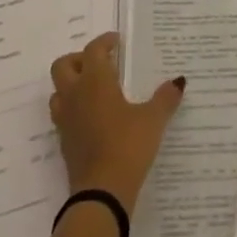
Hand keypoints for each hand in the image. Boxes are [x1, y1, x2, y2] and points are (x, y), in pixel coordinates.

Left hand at [49, 33, 184, 215]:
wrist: (101, 194)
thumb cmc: (127, 146)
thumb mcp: (153, 120)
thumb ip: (165, 98)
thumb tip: (179, 81)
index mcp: (95, 81)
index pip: (93, 50)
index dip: (104, 42)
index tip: (117, 42)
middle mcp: (75, 95)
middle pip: (63, 66)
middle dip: (79, 59)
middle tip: (100, 64)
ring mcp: (66, 121)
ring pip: (58, 92)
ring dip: (72, 85)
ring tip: (94, 91)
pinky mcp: (64, 144)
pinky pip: (62, 117)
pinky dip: (74, 110)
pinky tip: (93, 119)